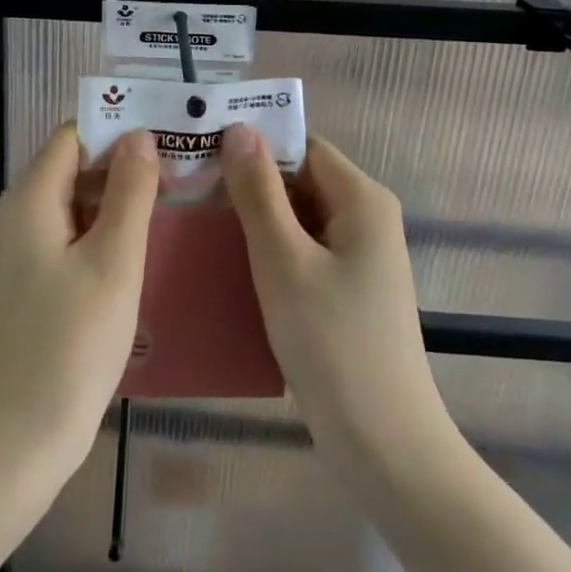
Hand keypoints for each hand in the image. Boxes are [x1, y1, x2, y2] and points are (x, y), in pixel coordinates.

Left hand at [0, 123, 158, 480]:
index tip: (171, 131)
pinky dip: (109, 232)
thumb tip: (139, 135)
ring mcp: (29, 251)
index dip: (119, 126)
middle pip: (77, 166)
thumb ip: (129, 193)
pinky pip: (76, 237)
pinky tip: (148, 245)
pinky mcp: (39, 283)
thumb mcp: (112, 260)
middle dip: (127, 162)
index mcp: (33, 198)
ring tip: (180, 199)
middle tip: (187, 167)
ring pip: (79, 204)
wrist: (20, 437)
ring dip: (122, 198)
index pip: (75, 134)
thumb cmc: (71, 344)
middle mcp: (23, 215)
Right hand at [220, 126, 454, 475]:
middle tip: (188, 187)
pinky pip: (302, 251)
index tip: (202, 149)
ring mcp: (358, 258)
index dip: (256, 144)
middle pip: (301, 180)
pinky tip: (226, 261)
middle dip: (249, 182)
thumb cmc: (331, 342)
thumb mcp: (283, 259)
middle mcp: (366, 220)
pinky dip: (268, 250)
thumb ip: (259, 192)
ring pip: (298, 218)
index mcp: (362, 200)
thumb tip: (240, 129)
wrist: (382, 442)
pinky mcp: (346, 291)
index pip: (303, 147)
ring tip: (195, 219)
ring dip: (254, 218)